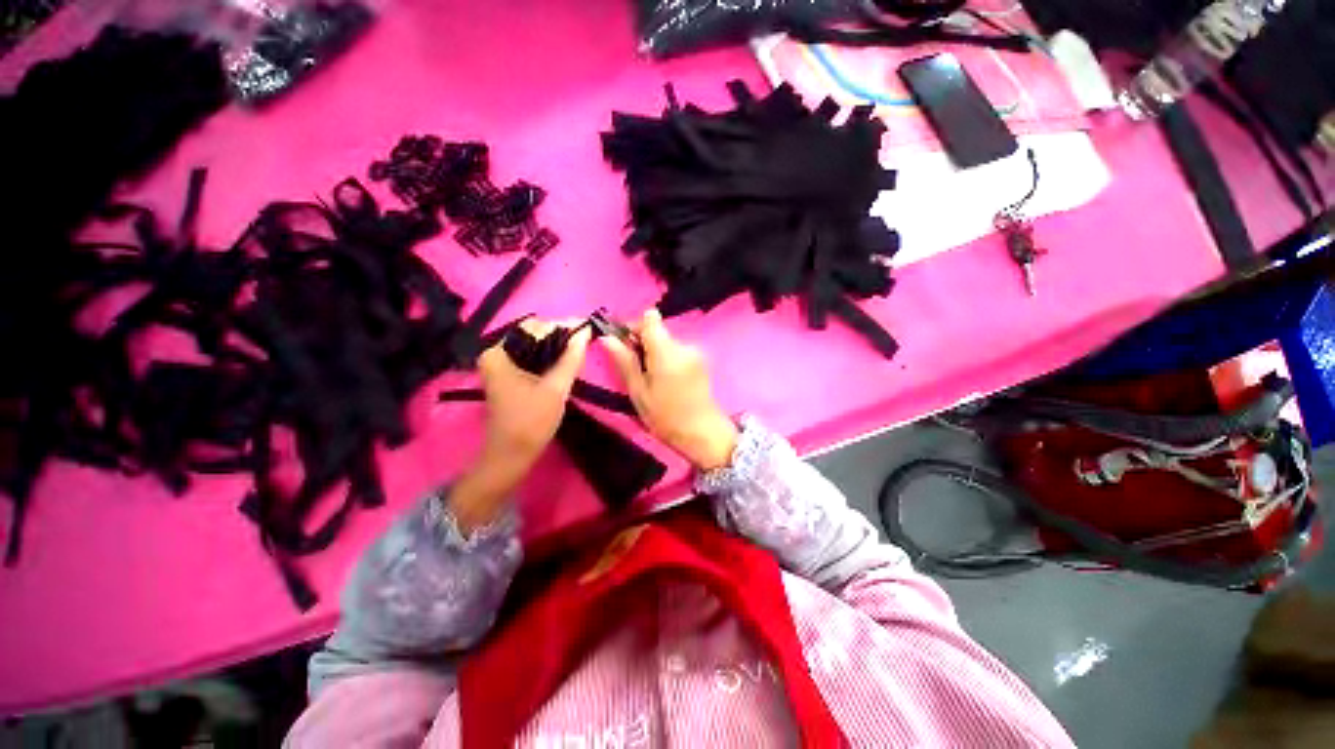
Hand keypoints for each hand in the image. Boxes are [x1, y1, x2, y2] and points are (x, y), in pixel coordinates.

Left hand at [453, 319, 590, 531]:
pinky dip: (550, 357)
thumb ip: (571, 358)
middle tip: (585, 341)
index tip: (585, 329)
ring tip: (581, 349)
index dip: (561, 326)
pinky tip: (567, 360)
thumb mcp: (556, 388)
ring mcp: (501, 365)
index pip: (533, 327)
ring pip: (535, 346)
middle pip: (533, 334)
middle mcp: (495, 354)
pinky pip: (532, 357)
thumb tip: (585, 331)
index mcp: (498, 353)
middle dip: (560, 335)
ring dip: (557, 346)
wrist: (512, 455)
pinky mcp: (509, 375)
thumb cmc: (531, 422)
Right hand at [602, 309, 737, 470]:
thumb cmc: (665, 416)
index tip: (627, 346)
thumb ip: (624, 361)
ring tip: (654, 380)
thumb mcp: (638, 391)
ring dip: (657, 353)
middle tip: (637, 370)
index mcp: (666, 351)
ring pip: (667, 342)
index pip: (650, 319)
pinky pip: (678, 351)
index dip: (635, 327)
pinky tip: (668, 381)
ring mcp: (695, 352)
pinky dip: (669, 360)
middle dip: (644, 344)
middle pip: (659, 331)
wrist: (702, 432)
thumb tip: (606, 338)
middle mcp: (683, 345)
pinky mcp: (701, 360)